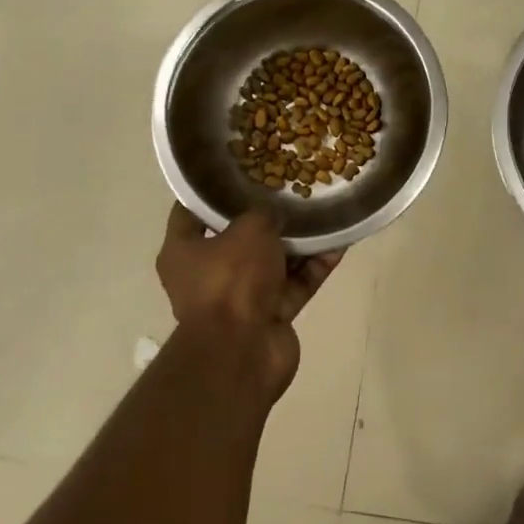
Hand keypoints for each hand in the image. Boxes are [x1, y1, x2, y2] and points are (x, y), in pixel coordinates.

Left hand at [155, 205, 341, 397]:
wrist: (243, 351)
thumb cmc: (231, 279)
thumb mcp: (248, 229)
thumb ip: (264, 214)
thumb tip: (277, 214)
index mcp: (183, 251)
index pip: (191, 213)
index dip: (212, 191)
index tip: (237, 172)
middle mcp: (207, 275)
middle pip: (239, 238)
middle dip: (267, 217)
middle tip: (291, 190)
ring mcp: (241, 298)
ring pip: (273, 262)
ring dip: (299, 242)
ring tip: (324, 211)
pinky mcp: (271, 316)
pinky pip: (296, 284)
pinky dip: (315, 267)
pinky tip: (339, 242)